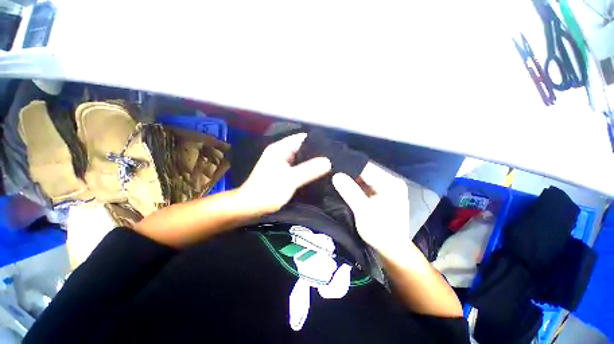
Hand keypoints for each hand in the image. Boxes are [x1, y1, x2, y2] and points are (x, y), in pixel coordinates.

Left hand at [238, 133, 331, 214]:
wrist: (249, 206)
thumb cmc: (268, 191)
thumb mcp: (290, 179)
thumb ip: (309, 170)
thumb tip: (328, 161)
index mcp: (280, 149)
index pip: (301, 138)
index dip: (316, 141)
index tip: (330, 148)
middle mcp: (280, 153)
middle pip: (301, 148)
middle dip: (315, 152)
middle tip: (332, 158)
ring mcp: (280, 163)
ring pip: (300, 158)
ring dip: (311, 162)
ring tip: (328, 165)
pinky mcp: (281, 172)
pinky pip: (297, 167)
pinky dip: (305, 169)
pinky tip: (316, 174)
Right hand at [332, 163, 409, 253]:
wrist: (392, 250)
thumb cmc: (380, 231)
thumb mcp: (364, 212)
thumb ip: (351, 192)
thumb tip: (336, 175)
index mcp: (390, 183)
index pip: (366, 167)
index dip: (349, 167)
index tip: (332, 167)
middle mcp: (390, 182)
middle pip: (366, 172)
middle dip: (349, 173)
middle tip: (332, 173)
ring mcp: (386, 188)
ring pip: (365, 179)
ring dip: (351, 180)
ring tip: (336, 179)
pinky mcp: (382, 195)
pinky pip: (366, 186)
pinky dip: (355, 186)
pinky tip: (345, 187)